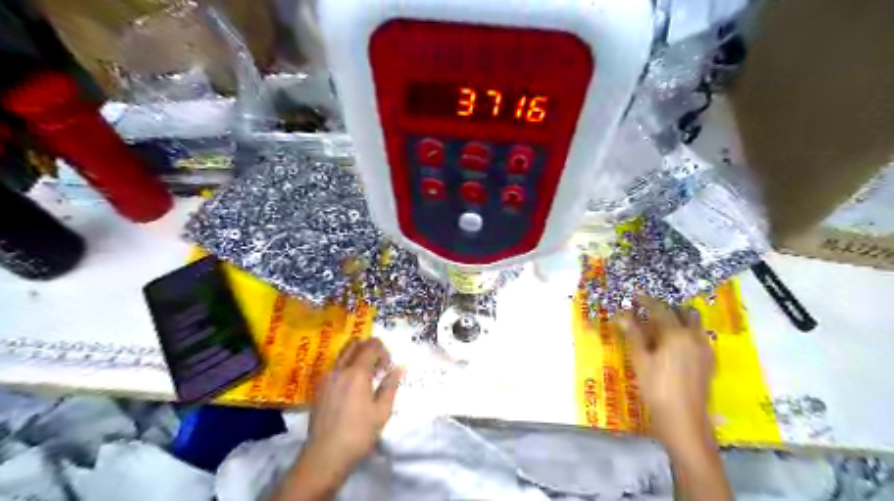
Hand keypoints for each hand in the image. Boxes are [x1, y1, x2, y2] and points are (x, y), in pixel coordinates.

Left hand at [308, 339, 405, 475]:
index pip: (371, 346)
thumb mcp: (382, 411)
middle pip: (354, 344)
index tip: (388, 367)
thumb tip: (400, 367)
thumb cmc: (358, 434)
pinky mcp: (318, 388)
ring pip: (342, 355)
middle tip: (378, 365)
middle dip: (369, 348)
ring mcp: (326, 378)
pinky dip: (346, 368)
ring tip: (366, 377)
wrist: (325, 456)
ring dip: (357, 357)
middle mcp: (339, 370)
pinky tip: (352, 388)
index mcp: (356, 373)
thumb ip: (391, 385)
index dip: (383, 351)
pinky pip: (334, 368)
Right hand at [615, 298, 732, 500]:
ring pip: (693, 324)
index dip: (646, 301)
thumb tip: (622, 314)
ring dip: (678, 319)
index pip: (659, 309)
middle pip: (681, 313)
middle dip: (665, 308)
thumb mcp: (641, 360)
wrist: (684, 420)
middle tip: (647, 310)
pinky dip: (686, 332)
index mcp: (676, 334)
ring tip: (660, 324)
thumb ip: (634, 334)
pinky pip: (698, 338)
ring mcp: (704, 350)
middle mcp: (694, 337)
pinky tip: (674, 343)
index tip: (634, 296)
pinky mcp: (708, 362)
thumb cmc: (657, 388)